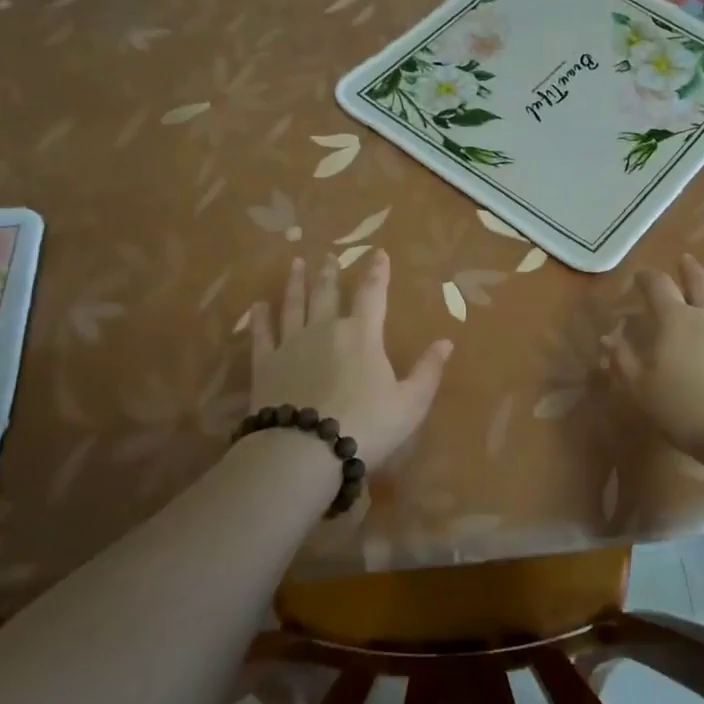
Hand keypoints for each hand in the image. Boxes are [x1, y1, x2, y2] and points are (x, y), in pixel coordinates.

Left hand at [245, 251, 452, 471]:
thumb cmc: (366, 425)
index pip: (372, 294)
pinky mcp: (265, 364)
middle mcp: (325, 329)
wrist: (305, 450)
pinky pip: (262, 334)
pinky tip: (257, 306)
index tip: (379, 253)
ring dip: (295, 283)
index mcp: (362, 334)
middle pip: (327, 293)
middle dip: (330, 273)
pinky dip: (259, 318)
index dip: (378, 272)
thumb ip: (428, 371)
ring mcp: (291, 344)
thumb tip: (446, 342)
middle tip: (328, 255)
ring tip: (295, 264)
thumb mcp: (410, 403)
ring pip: (293, 305)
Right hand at [606, 254, 703, 458]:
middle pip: (699, 283)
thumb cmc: (685, 409)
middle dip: (689, 270)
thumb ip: (623, 360)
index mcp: (675, 321)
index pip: (659, 288)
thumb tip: (608, 338)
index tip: (640, 275)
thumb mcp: (642, 389)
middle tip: (685, 259)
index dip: (648, 278)